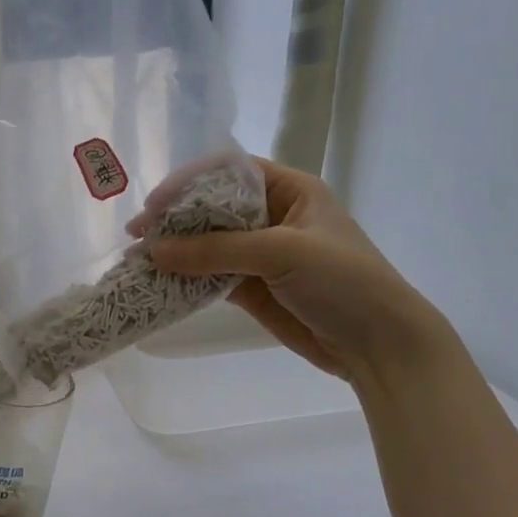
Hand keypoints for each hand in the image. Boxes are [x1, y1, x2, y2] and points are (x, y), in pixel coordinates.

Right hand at [147, 158, 442, 381]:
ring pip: (208, 245)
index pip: (229, 172)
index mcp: (290, 190)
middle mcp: (272, 217)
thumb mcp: (282, 251)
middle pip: (213, 208)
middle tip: (138, 236)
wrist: (379, 344)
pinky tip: (160, 284)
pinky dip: (187, 281)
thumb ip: (216, 249)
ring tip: (139, 261)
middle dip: (176, 220)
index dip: (190, 183)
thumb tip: (154, 250)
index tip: (155, 204)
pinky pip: (211, 278)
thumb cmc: (343, 281)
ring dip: (176, 252)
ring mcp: (261, 255)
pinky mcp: (253, 289)